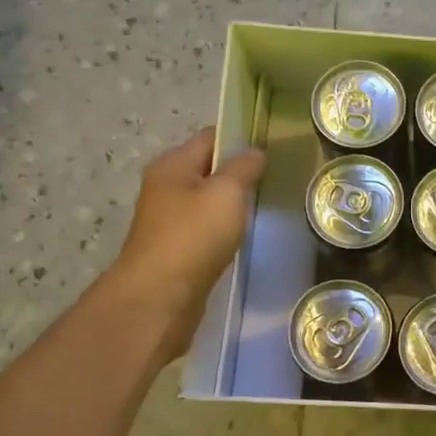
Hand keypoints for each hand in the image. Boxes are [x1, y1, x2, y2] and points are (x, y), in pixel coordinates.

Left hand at [108, 127, 265, 362]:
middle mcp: (166, 187)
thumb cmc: (193, 236)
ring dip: (232, 202)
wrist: (159, 297)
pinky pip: (206, 228)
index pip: (211, 137)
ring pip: (208, 200)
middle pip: (209, 169)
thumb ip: (244, 168)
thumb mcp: (226, 193)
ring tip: (266, 203)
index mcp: (172, 165)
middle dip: (239, 171)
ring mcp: (169, 220)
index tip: (273, 144)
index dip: (241, 137)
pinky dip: (225, 227)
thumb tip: (256, 152)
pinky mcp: (177, 249)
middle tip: (276, 176)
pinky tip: (245, 234)